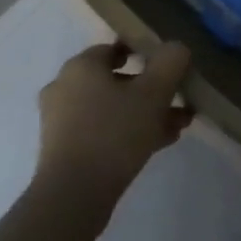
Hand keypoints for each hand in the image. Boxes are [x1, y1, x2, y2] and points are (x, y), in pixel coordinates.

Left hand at [34, 41, 193, 203]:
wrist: (74, 194)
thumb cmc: (114, 133)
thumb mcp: (153, 94)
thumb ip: (169, 63)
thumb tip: (176, 46)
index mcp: (81, 66)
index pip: (114, 48)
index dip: (144, 54)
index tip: (168, 67)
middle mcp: (65, 87)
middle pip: (115, 81)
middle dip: (150, 90)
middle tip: (179, 102)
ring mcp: (61, 120)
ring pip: (111, 108)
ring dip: (144, 114)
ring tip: (177, 127)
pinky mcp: (64, 148)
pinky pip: (102, 130)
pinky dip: (127, 132)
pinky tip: (157, 144)